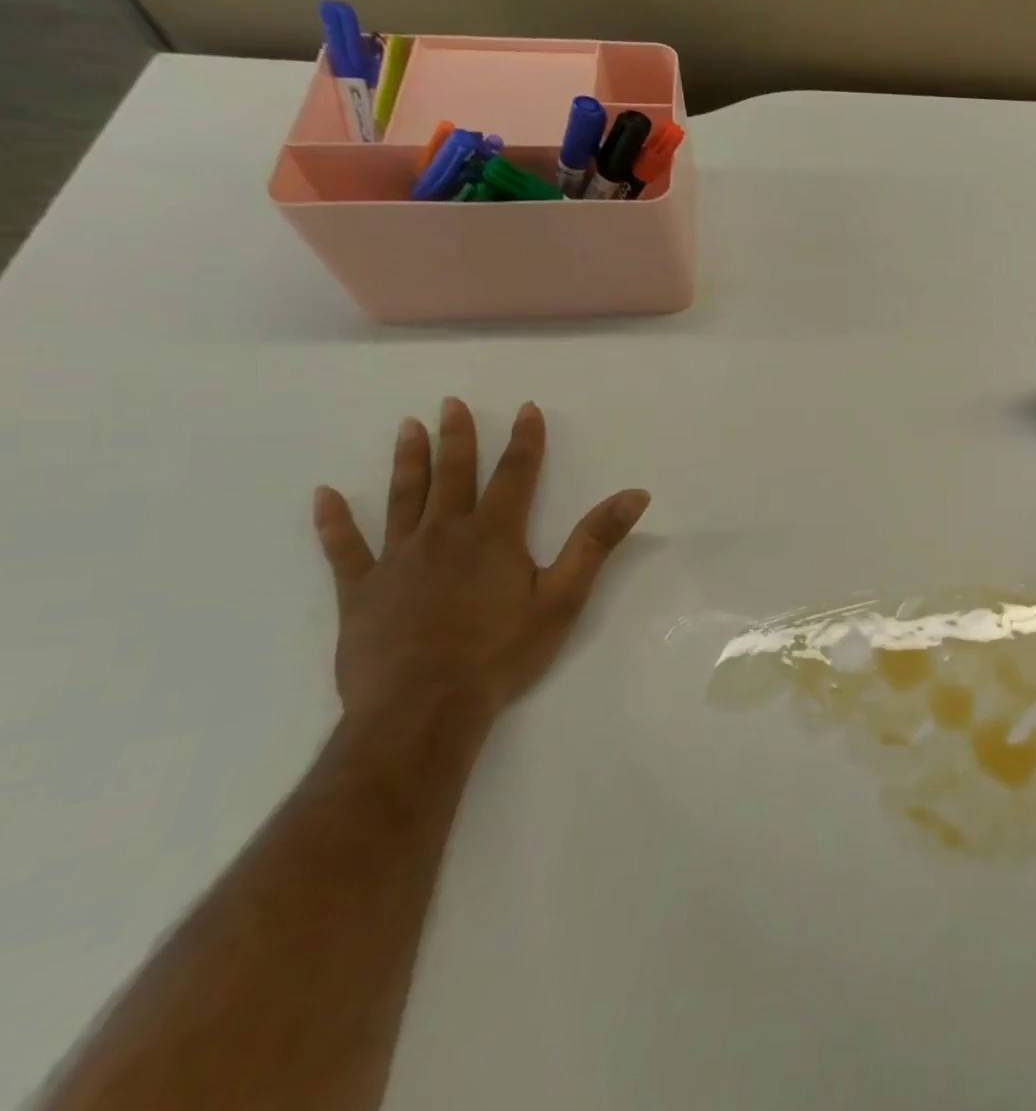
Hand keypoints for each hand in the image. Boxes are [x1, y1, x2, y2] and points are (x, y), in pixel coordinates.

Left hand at [312, 398, 649, 723]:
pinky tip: (325, 496)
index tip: (526, 409)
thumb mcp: (564, 596)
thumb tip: (635, 494)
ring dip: (407, 461)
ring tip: (407, 427)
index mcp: (494, 535)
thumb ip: (596, 541)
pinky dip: (334, 521)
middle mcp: (444, 534)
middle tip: (450, 403)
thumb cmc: (502, 651)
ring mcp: (397, 560)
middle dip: (456, 438)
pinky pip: (344, 548)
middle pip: (453, 476)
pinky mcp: (361, 590)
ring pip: (403, 499)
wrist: (423, 707)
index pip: (515, 474)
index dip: (524, 440)